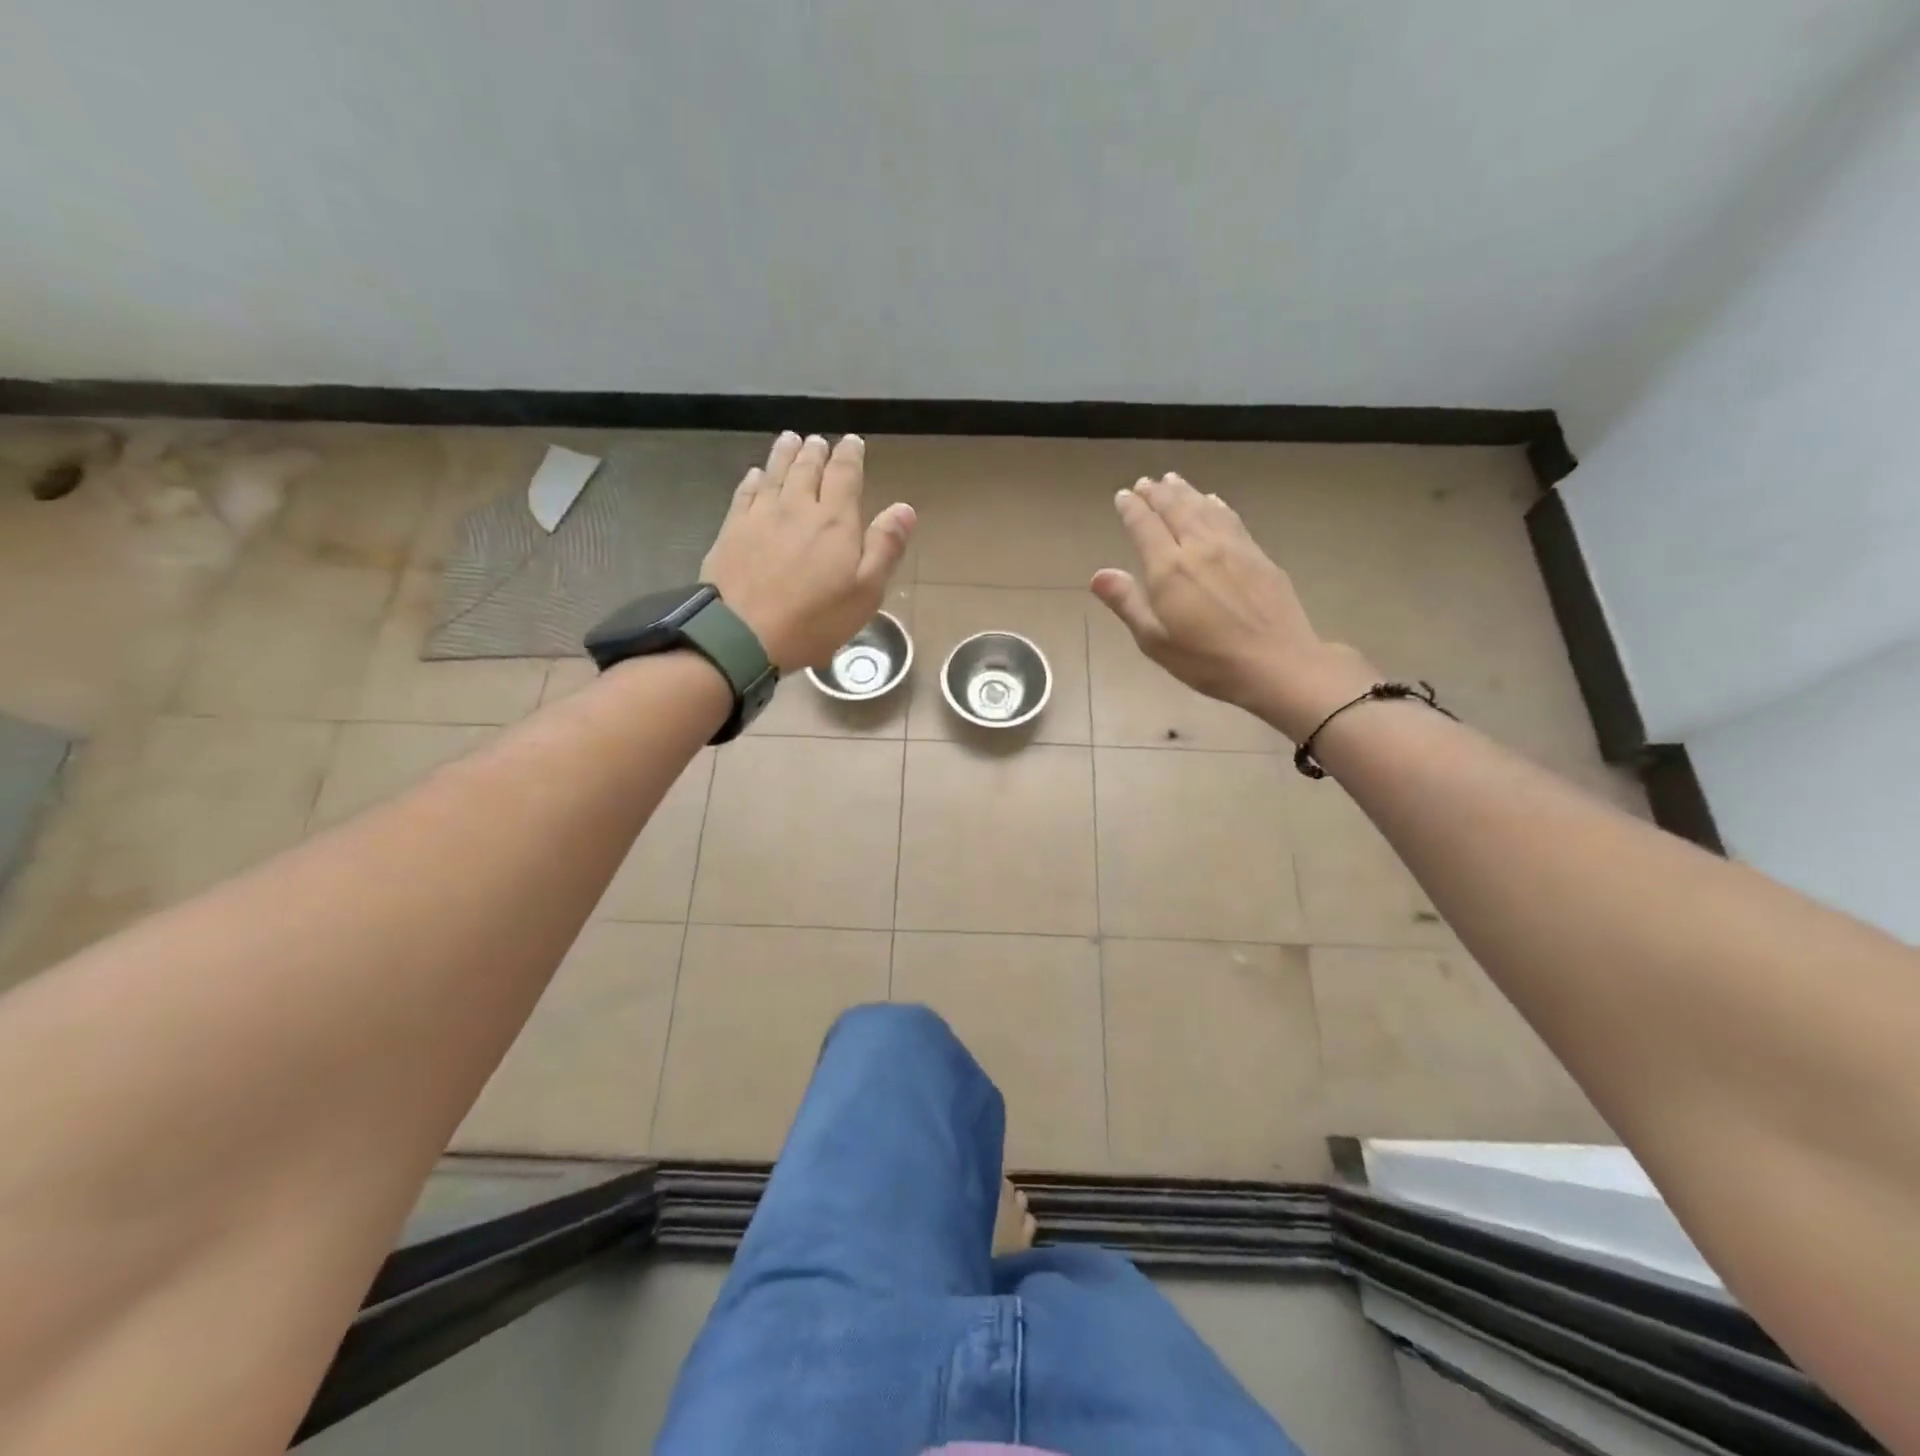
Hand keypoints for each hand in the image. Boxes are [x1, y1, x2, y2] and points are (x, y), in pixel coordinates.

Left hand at [701, 432, 914, 671]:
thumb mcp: (865, 592)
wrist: (743, 634)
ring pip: (775, 473)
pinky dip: (754, 478)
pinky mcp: (732, 529)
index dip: (850, 456)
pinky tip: (756, 474)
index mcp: (835, 521)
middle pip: (807, 468)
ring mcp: (761, 516)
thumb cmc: (814, 619)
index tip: (853, 443)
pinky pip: (745, 493)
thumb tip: (904, 508)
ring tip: (791, 439)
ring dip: (785, 453)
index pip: (844, 475)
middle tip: (819, 441)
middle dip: (816, 451)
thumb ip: (885, 547)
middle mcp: (797, 507)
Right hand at [1090, 473, 1375, 740]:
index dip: (1132, 509)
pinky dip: (1215, 504)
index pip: (1145, 527)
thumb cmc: (1207, 660)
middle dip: (1157, 493)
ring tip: (1172, 480)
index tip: (1123, 496)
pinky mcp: (1258, 555)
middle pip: (1175, 509)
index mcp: (1169, 569)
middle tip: (1145, 483)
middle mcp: (1199, 547)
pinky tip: (1212, 501)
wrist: (1276, 662)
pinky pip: (1230, 518)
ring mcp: (1233, 547)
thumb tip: (1098, 575)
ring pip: (1203, 508)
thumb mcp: (1155, 640)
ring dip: (1185, 491)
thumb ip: (1127, 603)